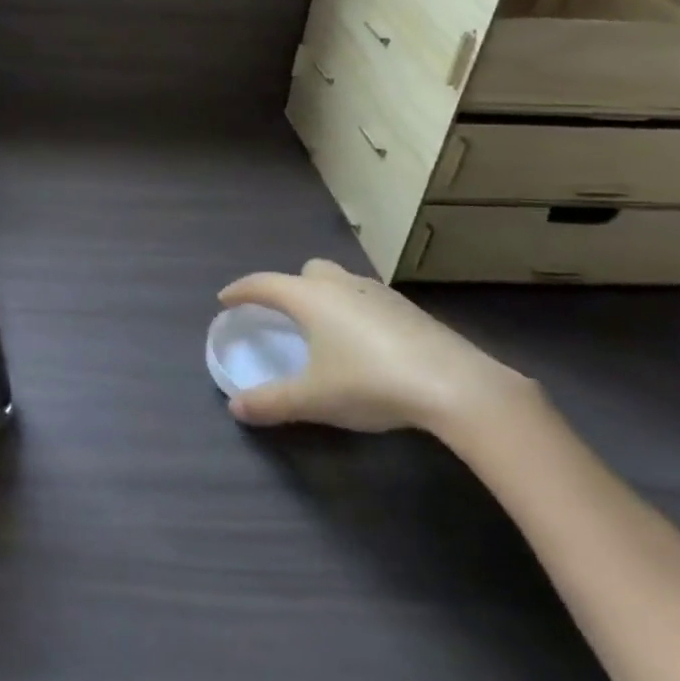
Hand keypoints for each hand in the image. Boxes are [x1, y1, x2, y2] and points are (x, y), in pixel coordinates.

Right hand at [219, 259, 529, 434]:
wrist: (454, 385)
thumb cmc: (370, 383)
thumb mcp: (313, 399)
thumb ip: (270, 402)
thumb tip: (235, 408)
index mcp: (310, 298)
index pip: (264, 284)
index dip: (241, 291)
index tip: (225, 299)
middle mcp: (341, 286)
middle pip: (307, 271)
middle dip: (290, 286)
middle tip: (283, 315)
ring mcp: (378, 294)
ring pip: (341, 282)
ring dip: (325, 296)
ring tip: (324, 330)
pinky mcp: (409, 310)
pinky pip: (368, 299)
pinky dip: (355, 311)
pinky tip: (365, 344)